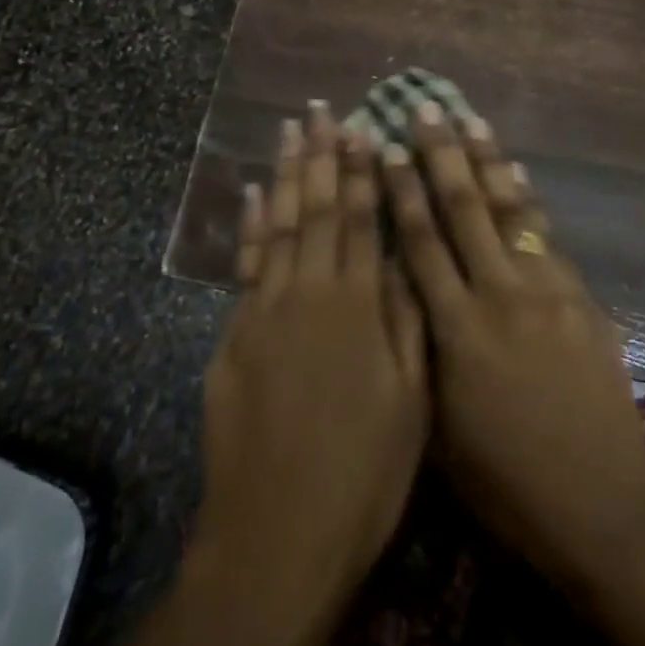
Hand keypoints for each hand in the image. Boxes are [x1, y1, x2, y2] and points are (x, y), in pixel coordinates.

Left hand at [143, 103, 427, 645]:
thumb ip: (405, 322)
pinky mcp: (236, 332)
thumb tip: (401, 259)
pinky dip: (251, 224)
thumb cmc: (361, 474)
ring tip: (290, 130)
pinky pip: (247, 262)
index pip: (359, 219)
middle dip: (322, 154)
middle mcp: (309, 291)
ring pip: (280, 223)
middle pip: (316, 207)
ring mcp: (266, 308)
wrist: (277, 535)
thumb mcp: (409, 403)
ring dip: (286, 172)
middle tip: (321, 109)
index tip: (361, 127)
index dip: (360, 170)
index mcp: (356, 305)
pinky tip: (254, 193)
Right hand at [381, 102, 644, 584]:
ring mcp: (545, 290)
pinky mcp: (579, 296)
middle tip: (425, 109)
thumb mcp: (439, 424)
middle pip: (463, 208)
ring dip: (488, 159)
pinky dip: (528, 198)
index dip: (400, 190)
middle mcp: (498, 295)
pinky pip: (546, 234)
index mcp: (455, 329)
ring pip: (509, 208)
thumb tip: (403, 287)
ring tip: (471, 118)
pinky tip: (518, 172)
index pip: (420, 241)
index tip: (384, 147)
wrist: (599, 505)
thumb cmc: (504, 480)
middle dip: (440, 154)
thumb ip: (420, 348)